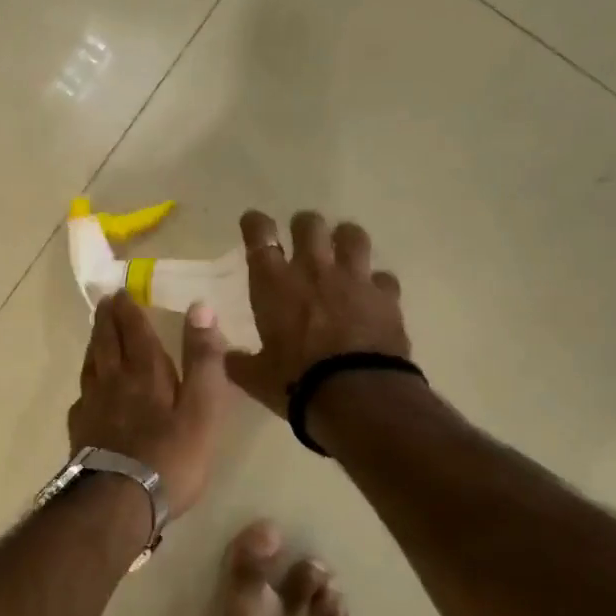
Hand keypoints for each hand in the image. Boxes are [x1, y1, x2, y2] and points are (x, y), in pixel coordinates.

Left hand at [69, 293, 230, 518]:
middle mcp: (114, 381)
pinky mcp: (81, 432)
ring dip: (95, 345)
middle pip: (106, 342)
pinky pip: (82, 396)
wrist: (119, 501)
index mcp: (145, 372)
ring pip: (91, 365)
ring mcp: (93, 407)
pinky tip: (89, 392)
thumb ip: (203, 359)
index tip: (121, 291)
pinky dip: (87, 384)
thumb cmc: (170, 456)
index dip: (128, 310)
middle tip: (105, 303)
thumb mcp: (202, 407)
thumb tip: (200, 307)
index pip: (134, 330)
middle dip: (107, 320)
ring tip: (97, 336)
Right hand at [223, 209, 411, 418]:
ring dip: (345, 238)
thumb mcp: (255, 377)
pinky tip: (373, 293)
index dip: (255, 223)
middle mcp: (313, 270)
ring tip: (342, 249)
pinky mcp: (386, 297)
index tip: (254, 221)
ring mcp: (354, 280)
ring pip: (352, 236)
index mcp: (274, 284)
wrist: (356, 395)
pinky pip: (383, 277)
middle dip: (304, 225)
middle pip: (310, 225)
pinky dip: (377, 283)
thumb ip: (240, 362)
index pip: (260, 237)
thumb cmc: (295, 383)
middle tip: (301, 236)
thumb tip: (229, 358)